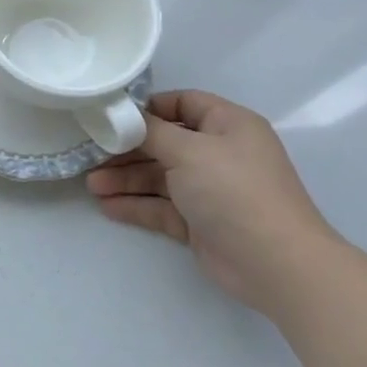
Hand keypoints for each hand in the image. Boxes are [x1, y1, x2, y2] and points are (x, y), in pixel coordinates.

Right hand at [86, 89, 338, 315]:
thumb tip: (126, 117)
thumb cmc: (234, 191)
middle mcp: (220, 153)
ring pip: (160, 177)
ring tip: (92, 186)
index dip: (149, 107)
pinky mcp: (201, 222)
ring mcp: (210, 190)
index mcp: (228, 125)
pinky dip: (136, 205)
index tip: (113, 116)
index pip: (184, 103)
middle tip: (91, 154)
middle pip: (165, 143)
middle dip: (127, 150)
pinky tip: (108, 207)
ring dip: (126, 180)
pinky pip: (162, 207)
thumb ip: (151, 131)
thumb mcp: (189, 150)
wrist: (275, 264)